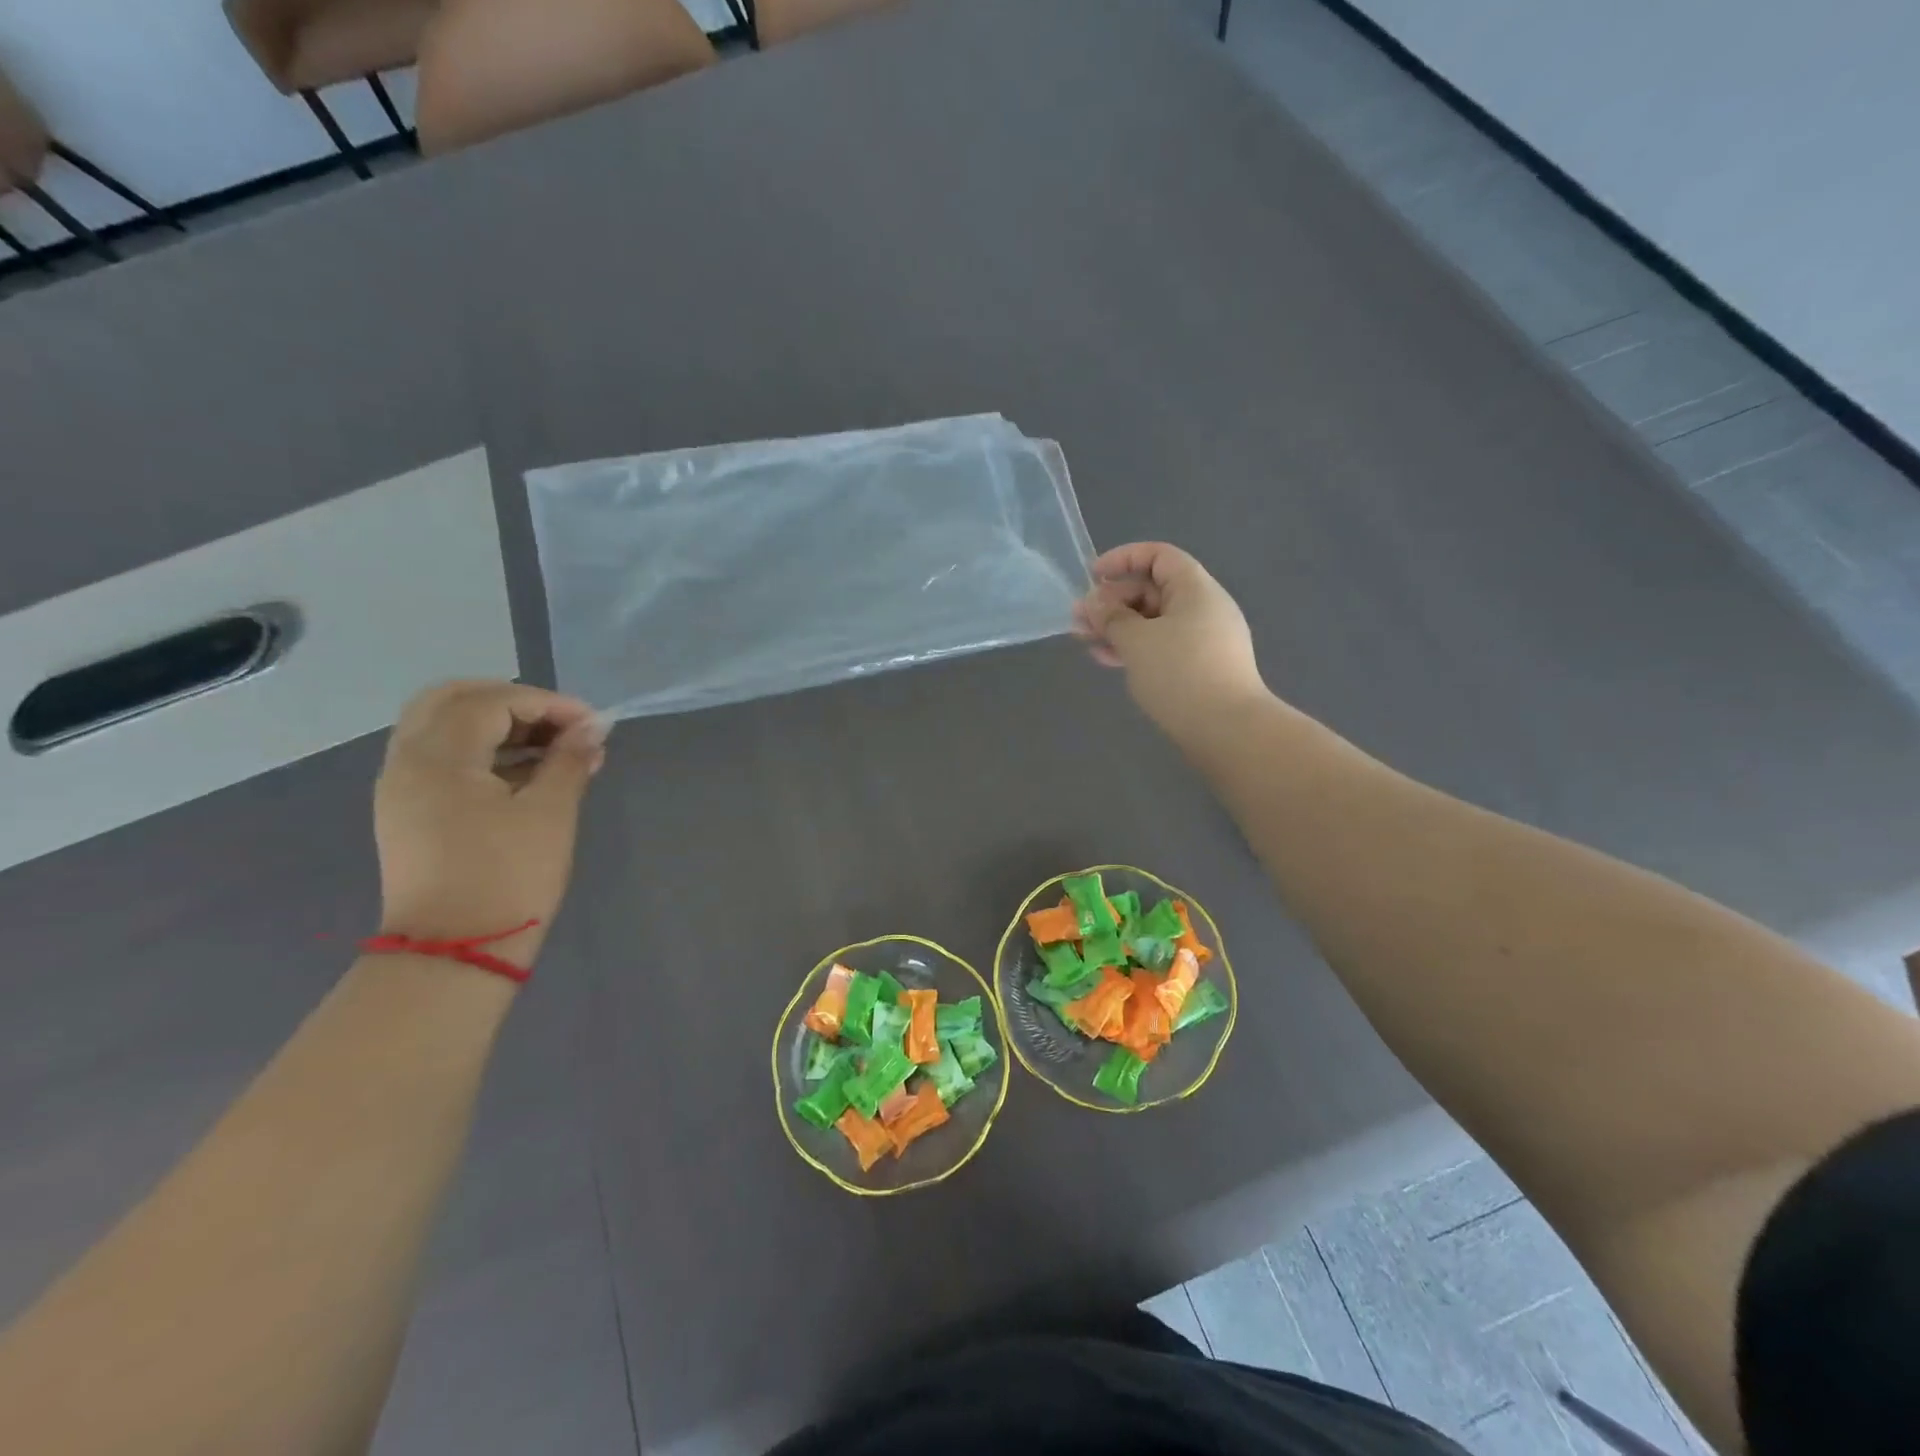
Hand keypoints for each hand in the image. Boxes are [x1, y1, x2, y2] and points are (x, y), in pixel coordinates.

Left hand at [373, 681, 606, 968]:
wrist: (454, 952)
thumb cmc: (508, 877)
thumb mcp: (551, 813)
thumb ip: (570, 760)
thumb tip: (593, 728)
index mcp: (438, 757)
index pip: (492, 701)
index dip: (548, 703)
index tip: (593, 724)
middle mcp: (407, 761)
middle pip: (452, 700)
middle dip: (512, 701)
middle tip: (559, 722)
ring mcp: (401, 788)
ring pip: (443, 728)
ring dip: (498, 725)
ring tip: (554, 750)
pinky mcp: (408, 813)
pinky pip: (441, 759)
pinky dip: (482, 751)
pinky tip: (525, 774)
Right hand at [1073, 542, 1267, 738]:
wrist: (1228, 730)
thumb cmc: (1180, 673)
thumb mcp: (1136, 641)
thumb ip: (1111, 617)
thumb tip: (1094, 604)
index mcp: (1195, 589)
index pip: (1159, 556)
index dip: (1123, 559)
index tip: (1092, 576)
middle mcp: (1203, 608)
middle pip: (1153, 590)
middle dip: (1112, 601)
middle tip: (1079, 619)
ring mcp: (1204, 640)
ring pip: (1153, 622)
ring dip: (1118, 627)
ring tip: (1085, 641)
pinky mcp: (1200, 668)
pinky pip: (1162, 646)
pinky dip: (1134, 648)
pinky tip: (1108, 660)